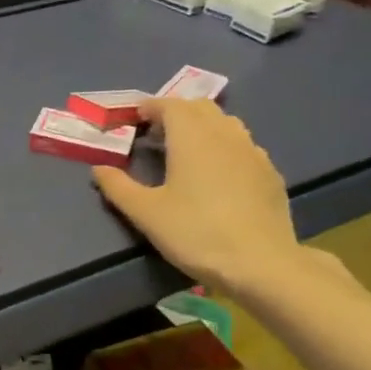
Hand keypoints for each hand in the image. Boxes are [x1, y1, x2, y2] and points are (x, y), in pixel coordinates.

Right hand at [91, 99, 302, 298]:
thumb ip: (118, 187)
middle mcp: (224, 134)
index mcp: (192, 136)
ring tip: (186, 152)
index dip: (149, 107)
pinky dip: (224, 149)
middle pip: (199, 108)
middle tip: (156, 134)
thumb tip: (99, 169)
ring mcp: (253, 152)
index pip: (169, 105)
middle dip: (175, 113)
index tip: (133, 119)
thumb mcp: (146, 213)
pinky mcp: (270, 174)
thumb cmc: (197, 233)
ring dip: (202, 127)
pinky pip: (243, 147)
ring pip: (225, 124)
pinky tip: (218, 176)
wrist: (262, 264)